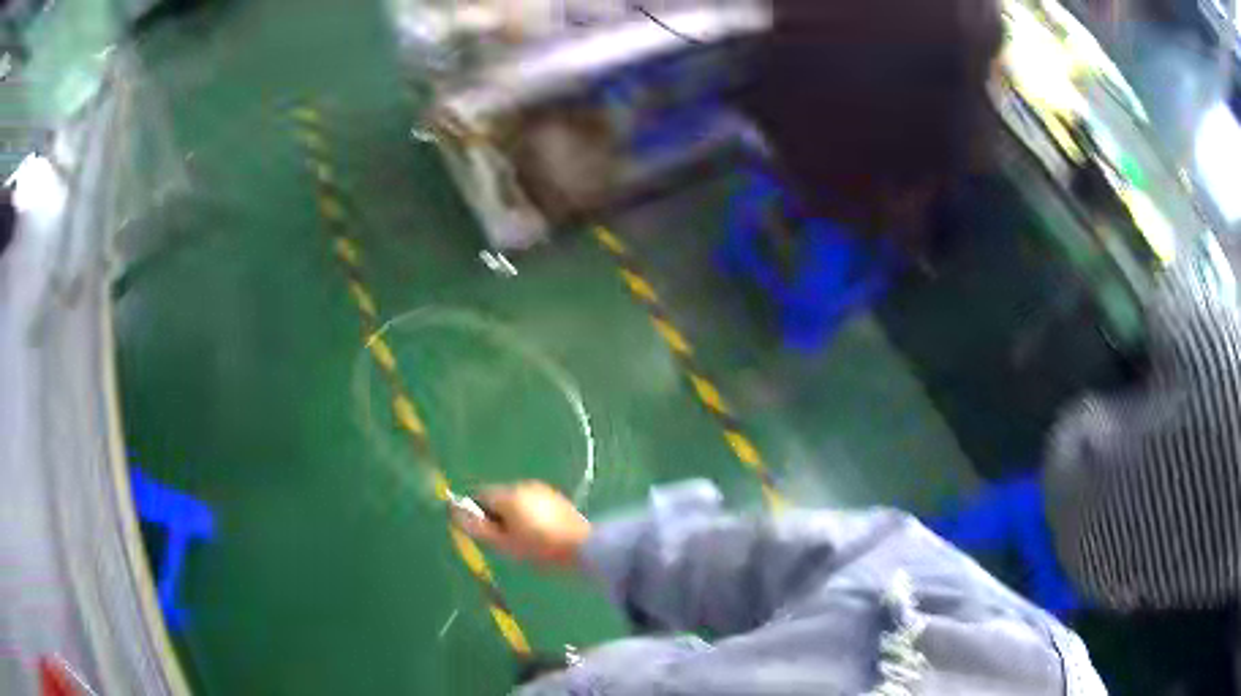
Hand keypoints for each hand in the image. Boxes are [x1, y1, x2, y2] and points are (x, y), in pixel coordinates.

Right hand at [454, 481, 591, 568]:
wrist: (585, 549)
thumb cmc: (539, 548)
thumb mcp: (503, 543)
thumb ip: (476, 527)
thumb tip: (453, 511)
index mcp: (508, 494)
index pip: (480, 497)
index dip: (478, 516)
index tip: (489, 537)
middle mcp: (524, 486)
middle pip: (499, 499)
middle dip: (498, 518)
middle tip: (508, 544)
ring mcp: (543, 491)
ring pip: (517, 504)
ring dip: (515, 520)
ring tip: (528, 544)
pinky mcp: (558, 500)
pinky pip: (534, 507)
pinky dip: (532, 519)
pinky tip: (543, 538)